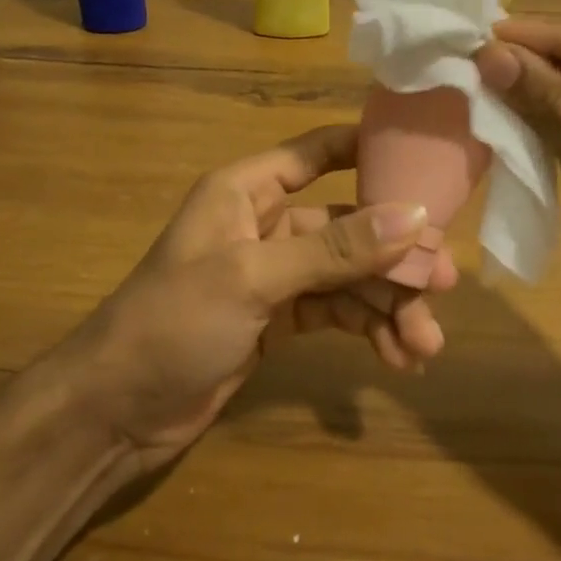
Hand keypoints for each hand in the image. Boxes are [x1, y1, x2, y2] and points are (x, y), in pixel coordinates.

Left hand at [61, 124, 450, 471]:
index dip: (368, 150)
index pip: (317, 153)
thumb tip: (414, 216)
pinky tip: (397, 357)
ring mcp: (274, 274)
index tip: (427, 162)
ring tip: (425, 346)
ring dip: (387, 304)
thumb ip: (334, 249)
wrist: (116, 410)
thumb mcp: (253, 278)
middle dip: (394, 255)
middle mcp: (265, 223)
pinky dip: (367, 329)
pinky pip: (336, 311)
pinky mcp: (280, 318)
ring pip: (348, 275)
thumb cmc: (174, 322)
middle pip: (347, 225)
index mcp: (247, 190)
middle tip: (445, 284)